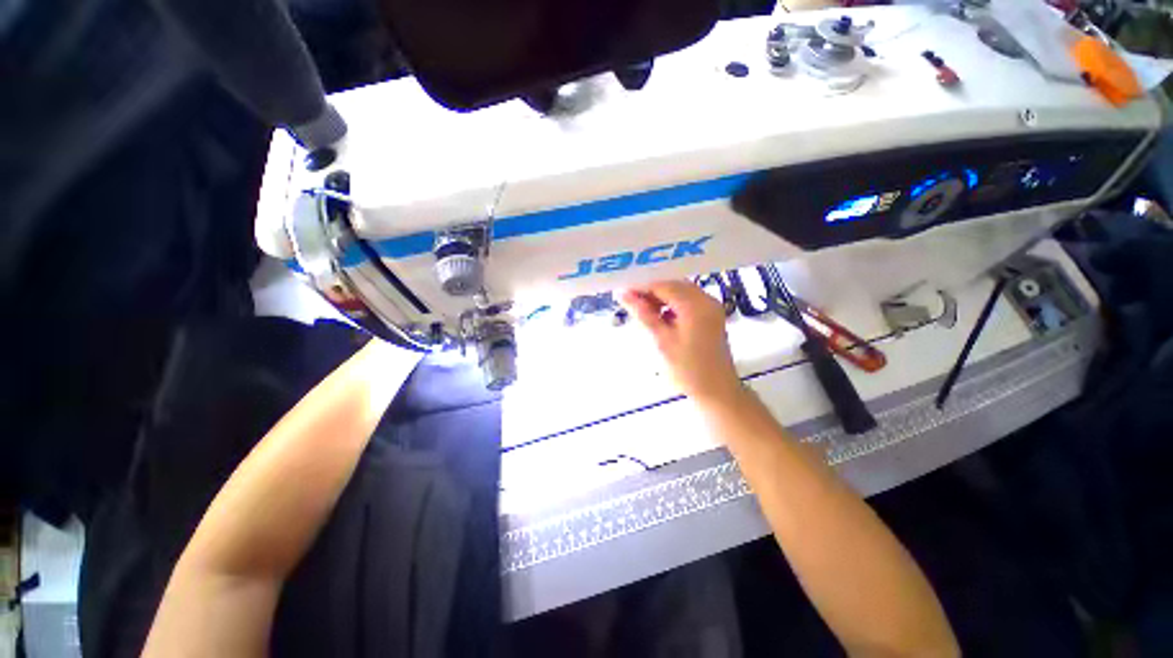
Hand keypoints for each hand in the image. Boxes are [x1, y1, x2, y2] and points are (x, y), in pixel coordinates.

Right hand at [619, 281, 743, 404]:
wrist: (716, 391)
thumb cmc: (687, 369)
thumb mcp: (662, 340)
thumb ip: (643, 313)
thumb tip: (622, 293)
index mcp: (696, 304)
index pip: (663, 285)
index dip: (641, 286)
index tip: (621, 290)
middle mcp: (706, 300)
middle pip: (673, 285)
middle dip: (650, 291)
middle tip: (628, 299)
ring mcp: (710, 307)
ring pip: (679, 293)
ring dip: (660, 298)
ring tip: (639, 309)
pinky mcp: (710, 316)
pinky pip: (687, 302)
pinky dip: (671, 306)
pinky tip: (657, 316)